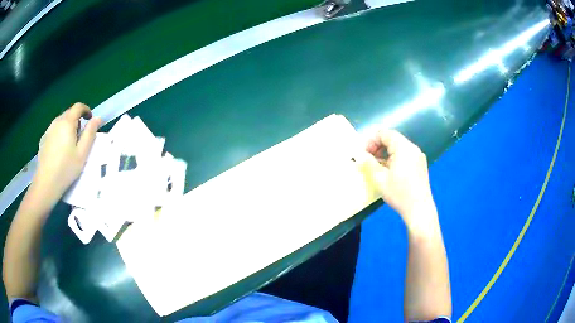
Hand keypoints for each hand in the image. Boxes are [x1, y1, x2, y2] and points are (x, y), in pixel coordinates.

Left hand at [33, 103, 100, 203]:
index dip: (86, 110)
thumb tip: (98, 118)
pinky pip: (53, 131)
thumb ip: (90, 133)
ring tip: (69, 144)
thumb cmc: (66, 169)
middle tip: (80, 137)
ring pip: (60, 122)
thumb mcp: (82, 153)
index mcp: (67, 123)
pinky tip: (59, 150)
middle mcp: (57, 122)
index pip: (78, 107)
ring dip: (67, 127)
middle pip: (69, 113)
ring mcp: (48, 130)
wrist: (46, 183)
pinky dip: (59, 134)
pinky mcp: (43, 139)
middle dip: (76, 120)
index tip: (90, 120)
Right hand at [364, 129, 436, 231]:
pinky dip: (395, 158)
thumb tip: (359, 154)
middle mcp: (413, 148)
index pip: (384, 133)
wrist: (419, 209)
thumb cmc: (399, 193)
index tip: (364, 154)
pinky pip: (406, 155)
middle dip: (378, 147)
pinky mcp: (421, 165)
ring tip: (378, 167)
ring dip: (386, 153)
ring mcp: (419, 157)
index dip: (371, 141)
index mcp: (403, 147)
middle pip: (392, 139)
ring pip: (399, 147)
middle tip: (369, 160)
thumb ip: (368, 163)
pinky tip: (390, 172)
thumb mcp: (379, 178)